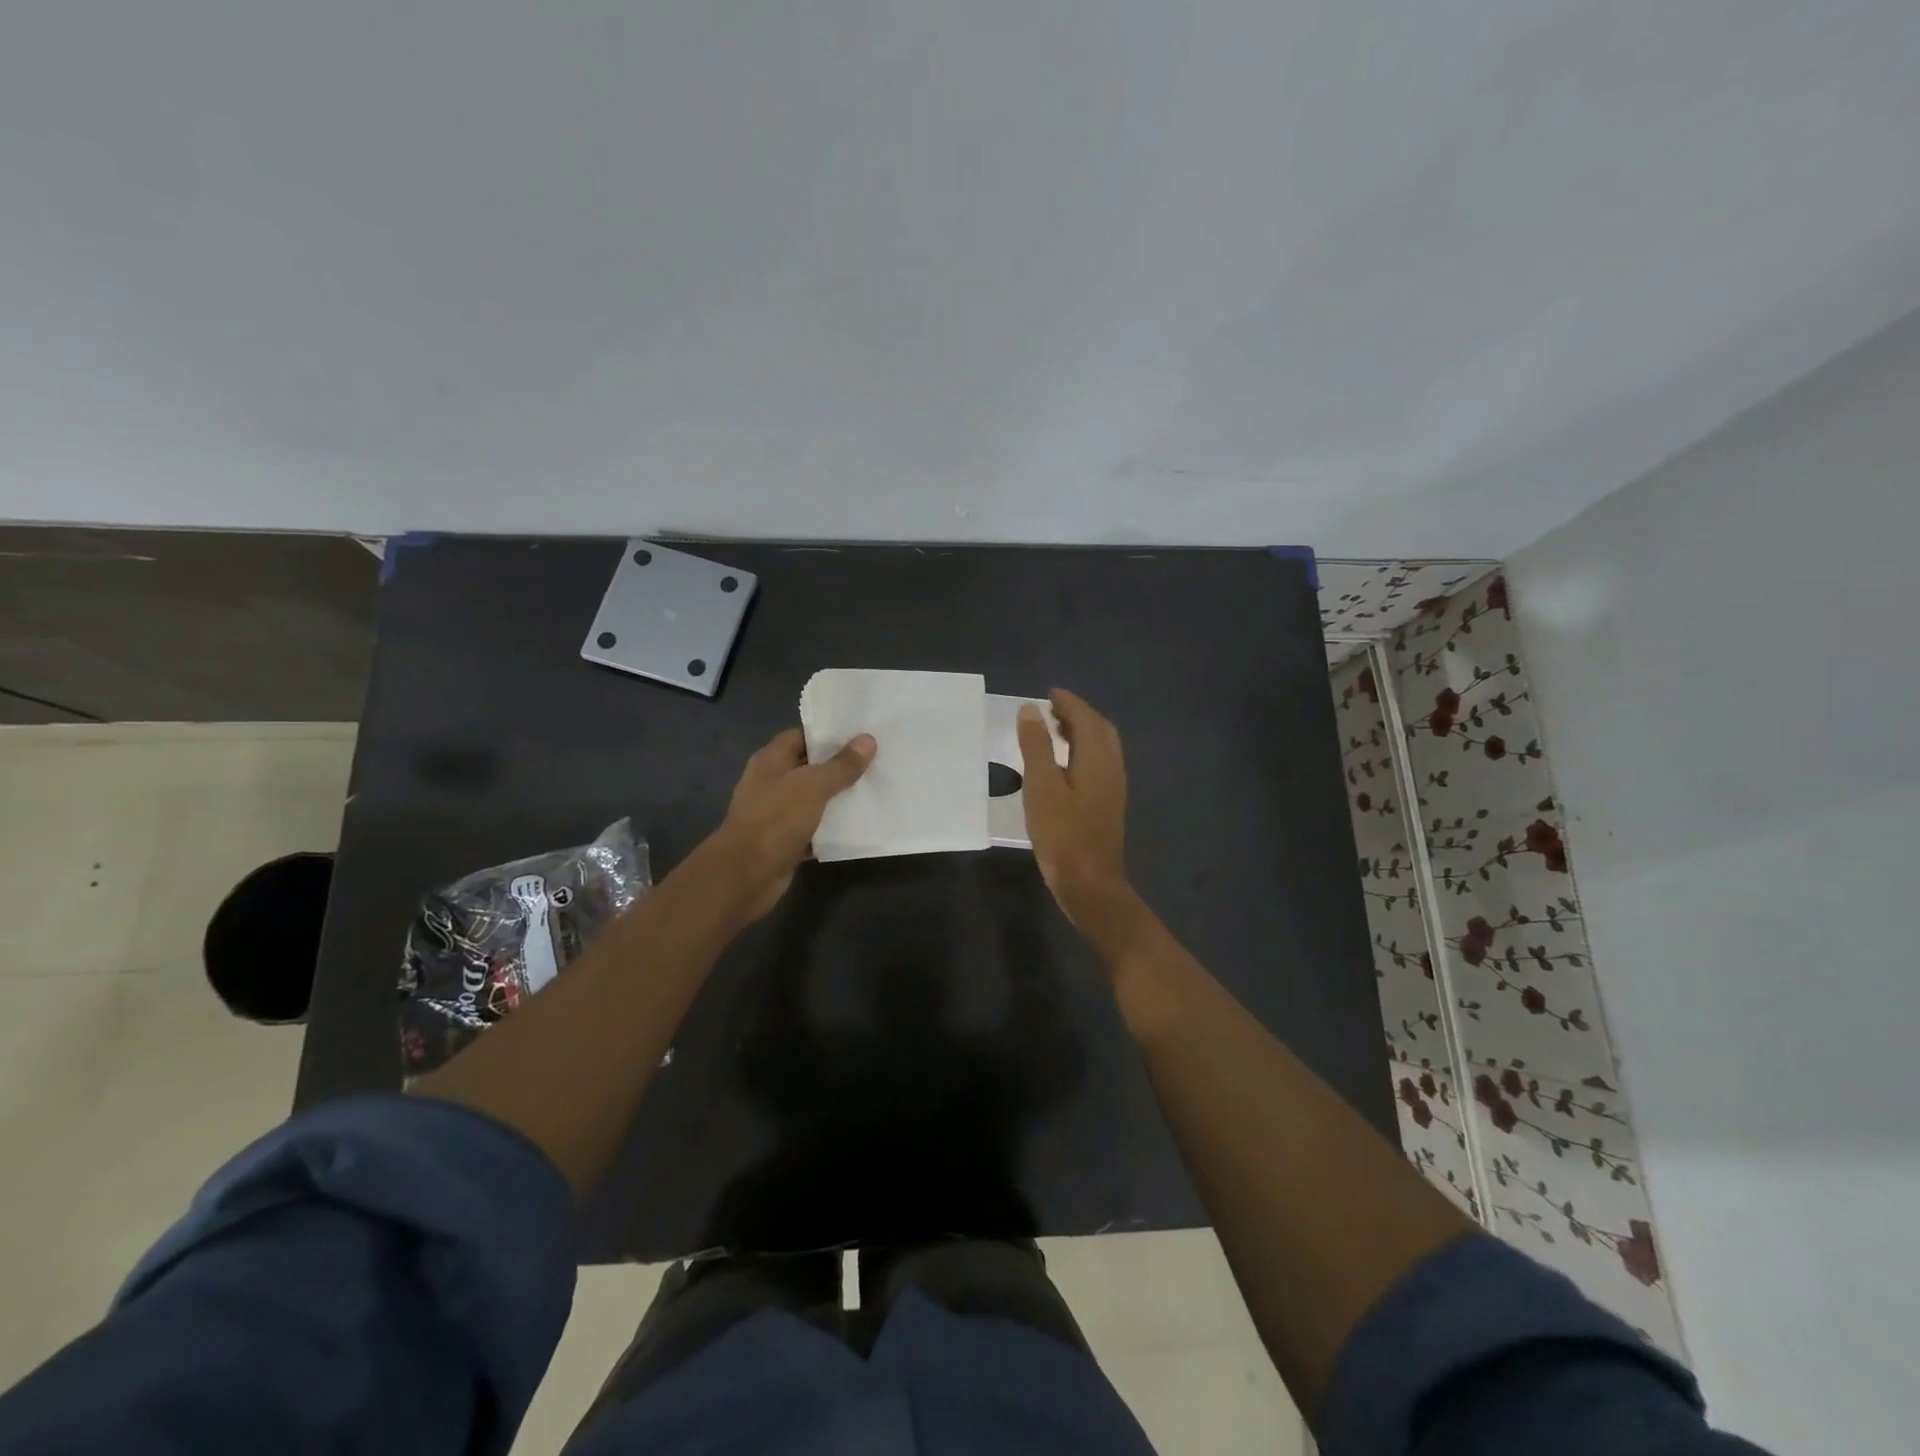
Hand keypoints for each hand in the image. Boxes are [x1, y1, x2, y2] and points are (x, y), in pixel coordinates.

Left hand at [714, 727, 874, 920]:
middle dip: (838, 765)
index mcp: (771, 761)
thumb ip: (841, 765)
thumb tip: (868, 740)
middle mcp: (771, 783)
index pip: (800, 736)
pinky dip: (831, 828)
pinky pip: (813, 828)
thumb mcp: (813, 786)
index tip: (859, 735)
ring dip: (837, 798)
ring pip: (813, 799)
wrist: (746, 874)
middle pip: (809, 767)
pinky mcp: (785, 841)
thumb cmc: (776, 819)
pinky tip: (858, 825)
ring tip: (873, 789)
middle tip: (875, 760)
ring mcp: (777, 813)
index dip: (828, 734)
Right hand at [1017, 689, 1142, 949]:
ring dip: (1081, 733)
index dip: (1069, 702)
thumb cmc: (1063, 835)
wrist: (1091, 885)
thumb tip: (1031, 709)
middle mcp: (1112, 768)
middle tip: (1051, 709)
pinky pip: (1099, 764)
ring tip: (1054, 731)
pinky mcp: (1108, 805)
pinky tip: (1064, 766)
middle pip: (1100, 730)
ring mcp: (1113, 789)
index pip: (1086, 718)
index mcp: (1098, 759)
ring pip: (1102, 748)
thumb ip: (1037, 746)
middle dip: (1078, 714)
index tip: (1049, 693)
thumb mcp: (1042, 787)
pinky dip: (1083, 752)